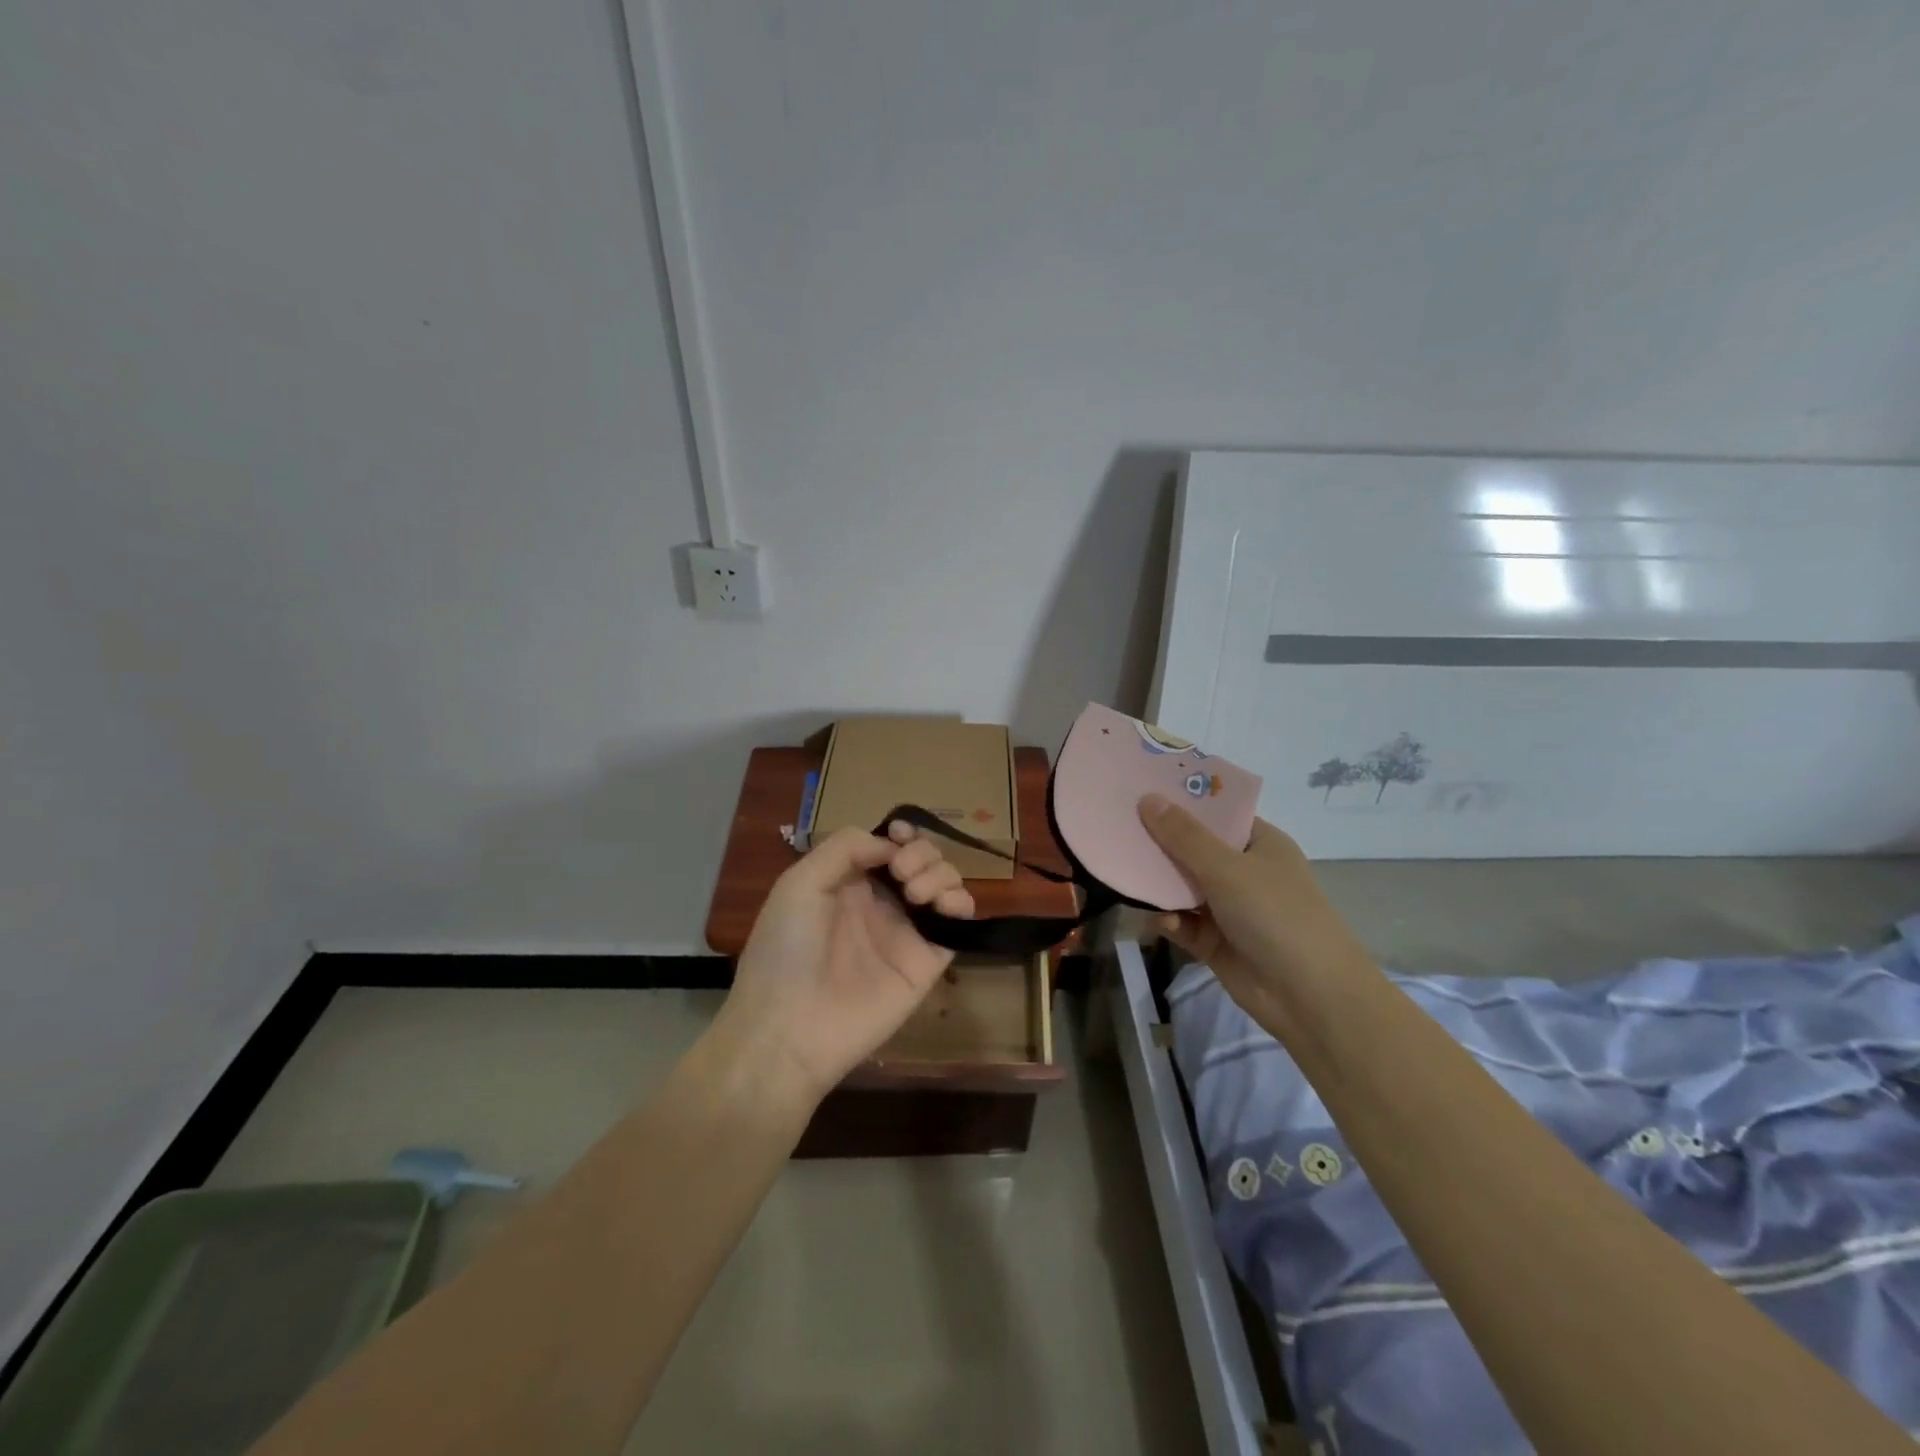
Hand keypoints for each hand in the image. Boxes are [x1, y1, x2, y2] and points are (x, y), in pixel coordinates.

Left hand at [717, 823, 974, 1104]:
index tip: (899, 836)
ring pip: (945, 883)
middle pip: (922, 858)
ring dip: (940, 872)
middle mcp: (882, 901)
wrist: (790, 1026)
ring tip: (914, 892)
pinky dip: (961, 902)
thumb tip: (891, 844)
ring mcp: (907, 930)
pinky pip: (959, 922)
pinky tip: (943, 905)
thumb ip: (845, 848)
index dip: (901, 833)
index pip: (889, 844)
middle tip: (901, 872)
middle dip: (920, 851)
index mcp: (849, 881)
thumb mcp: (799, 883)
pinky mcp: (928, 960)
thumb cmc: (786, 948)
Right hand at [1137, 793, 1373, 1023]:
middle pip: (1192, 849)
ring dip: (1157, 884)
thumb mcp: (1228, 869)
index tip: (1138, 788)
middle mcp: (1243, 871)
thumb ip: (1184, 836)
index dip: (1180, 801)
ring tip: (1124, 873)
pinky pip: (1182, 922)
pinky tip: (1159, 922)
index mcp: (1258, 844)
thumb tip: (1147, 798)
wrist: (1311, 997)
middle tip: (1115, 829)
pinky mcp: (1214, 942)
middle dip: (1158, 843)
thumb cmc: (1276, 916)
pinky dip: (1168, 920)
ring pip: (1181, 887)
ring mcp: (1228, 908)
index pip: (1214, 813)